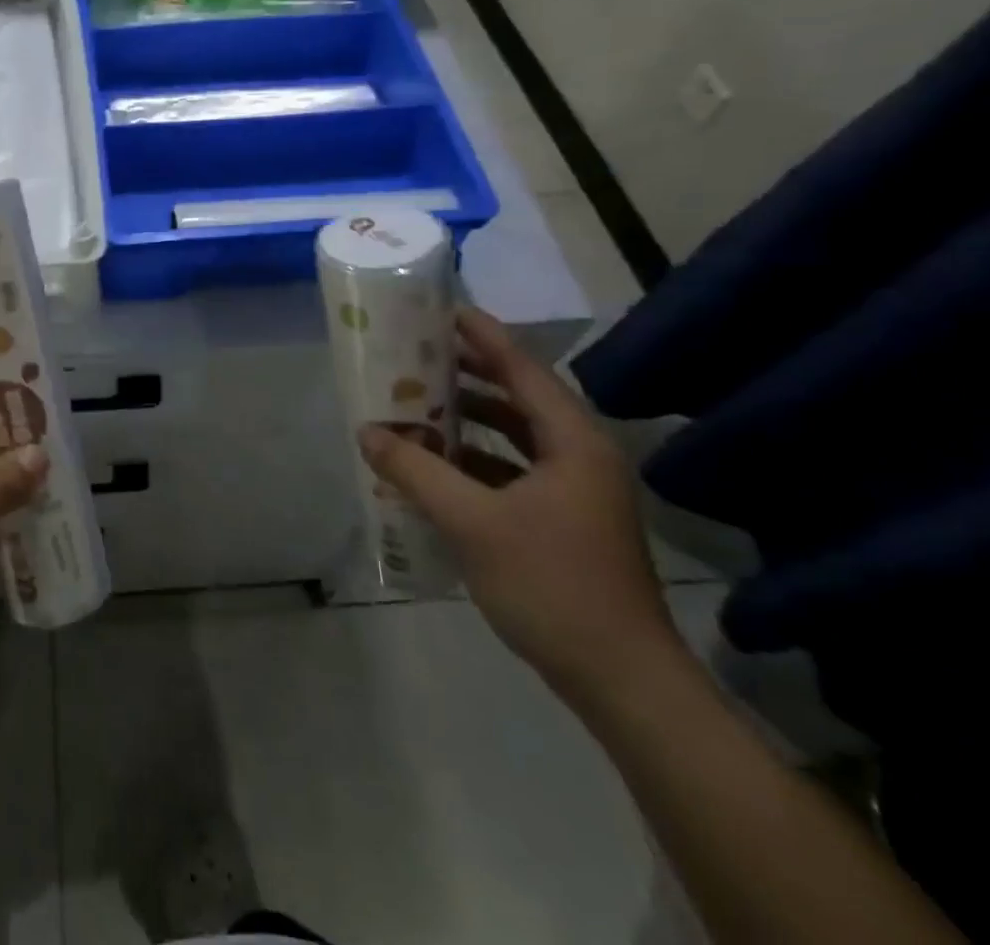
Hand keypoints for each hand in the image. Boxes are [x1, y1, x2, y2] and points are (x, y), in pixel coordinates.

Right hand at [360, 308, 680, 705]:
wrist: (622, 682)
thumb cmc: (551, 586)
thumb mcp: (471, 523)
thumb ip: (416, 471)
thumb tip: (367, 431)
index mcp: (573, 443)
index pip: (523, 370)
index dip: (483, 337)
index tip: (443, 309)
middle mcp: (581, 456)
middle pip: (520, 398)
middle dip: (469, 376)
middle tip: (417, 354)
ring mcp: (577, 493)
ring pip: (516, 437)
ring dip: (469, 421)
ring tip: (418, 405)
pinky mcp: (566, 522)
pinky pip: (514, 471)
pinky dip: (476, 462)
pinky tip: (437, 467)